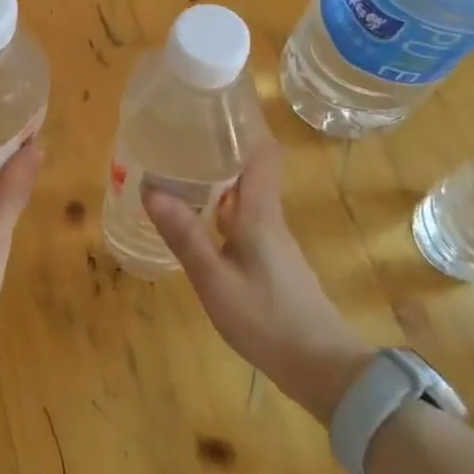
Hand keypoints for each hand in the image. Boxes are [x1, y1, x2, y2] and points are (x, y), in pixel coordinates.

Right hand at [143, 128, 373, 423]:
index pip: (261, 152)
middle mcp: (268, 217)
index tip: (214, 105)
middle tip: (178, 134)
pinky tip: (196, 218)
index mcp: (259, 212)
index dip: (243, 123)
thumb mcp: (216, 281)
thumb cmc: (267, 319)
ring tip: (178, 168)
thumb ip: (185, 236)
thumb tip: (150, 188)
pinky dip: (219, 208)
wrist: (322, 368)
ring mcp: (272, 241)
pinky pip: (242, 219)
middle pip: (249, 168)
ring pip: (244, 194)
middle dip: (218, 147)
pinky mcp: (270, 261)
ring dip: (216, 178)